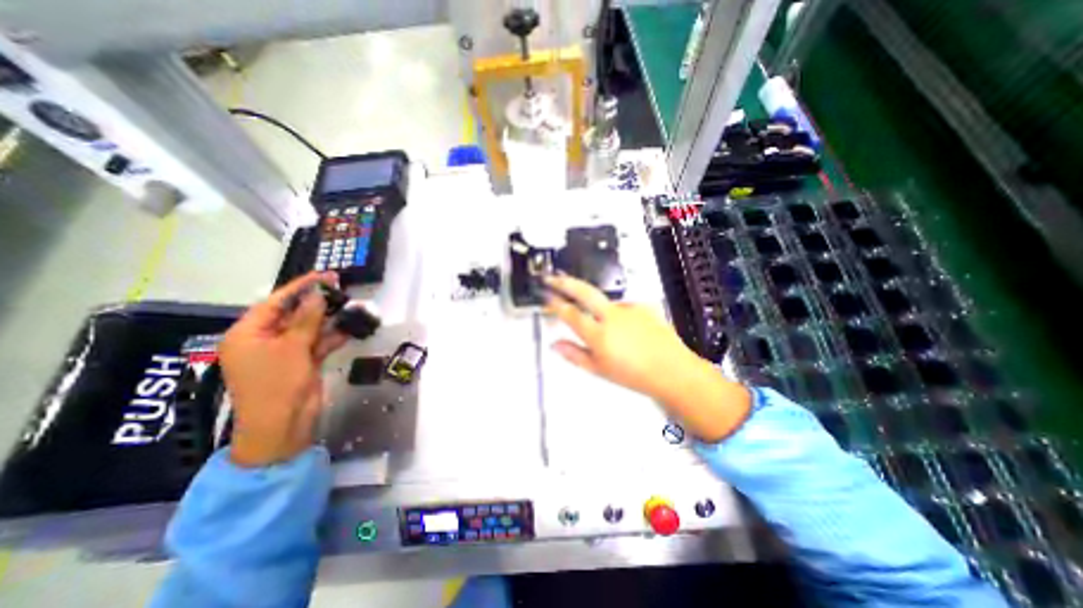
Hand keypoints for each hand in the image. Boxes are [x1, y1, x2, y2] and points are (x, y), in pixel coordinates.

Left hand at [219, 273, 350, 466]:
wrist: (283, 425)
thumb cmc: (277, 384)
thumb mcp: (292, 347)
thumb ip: (307, 319)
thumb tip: (319, 293)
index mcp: (249, 333)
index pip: (276, 302)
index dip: (301, 287)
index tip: (325, 275)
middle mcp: (265, 339)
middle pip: (294, 313)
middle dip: (318, 302)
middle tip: (341, 288)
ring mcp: (285, 351)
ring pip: (310, 327)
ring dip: (329, 318)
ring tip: (351, 305)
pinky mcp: (302, 361)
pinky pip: (318, 342)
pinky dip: (333, 336)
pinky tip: (350, 327)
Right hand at [547, 275, 749, 441]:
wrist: (672, 370)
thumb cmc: (635, 375)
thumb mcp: (599, 369)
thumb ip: (574, 354)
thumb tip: (555, 344)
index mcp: (598, 335)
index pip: (570, 313)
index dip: (555, 303)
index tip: (546, 295)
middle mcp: (611, 316)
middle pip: (583, 292)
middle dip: (564, 282)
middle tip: (552, 278)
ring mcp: (628, 309)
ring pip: (604, 302)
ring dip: (598, 308)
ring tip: (610, 331)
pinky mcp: (641, 306)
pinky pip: (622, 307)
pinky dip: (618, 315)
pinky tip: (626, 330)